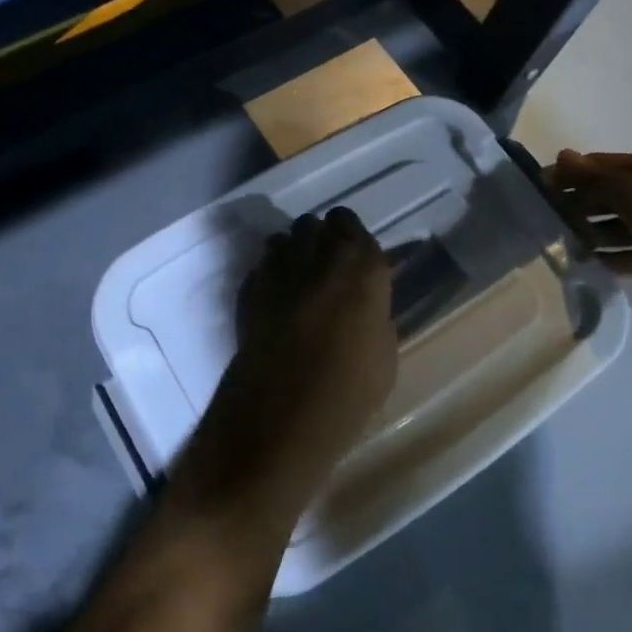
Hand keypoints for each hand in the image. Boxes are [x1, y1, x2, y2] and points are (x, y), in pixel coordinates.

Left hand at [168, 209, 398, 538]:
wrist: (284, 409)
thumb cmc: (350, 386)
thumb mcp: (383, 350)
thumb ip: (371, 312)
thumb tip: (361, 306)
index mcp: (360, 263)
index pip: (347, 221)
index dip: (347, 237)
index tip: (351, 259)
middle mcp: (316, 253)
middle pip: (312, 225)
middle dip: (317, 241)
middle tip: (325, 272)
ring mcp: (276, 267)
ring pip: (282, 240)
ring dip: (291, 255)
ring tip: (297, 285)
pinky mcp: (248, 288)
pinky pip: (261, 269)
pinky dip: (268, 278)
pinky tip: (274, 305)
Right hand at [546, 150, 631, 318]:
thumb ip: (596, 178)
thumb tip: (561, 155)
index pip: (599, 167)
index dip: (568, 175)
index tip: (534, 190)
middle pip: (605, 197)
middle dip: (575, 205)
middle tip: (540, 222)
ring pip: (615, 229)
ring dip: (589, 235)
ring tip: (558, 247)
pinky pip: (631, 258)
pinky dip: (611, 261)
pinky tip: (586, 267)